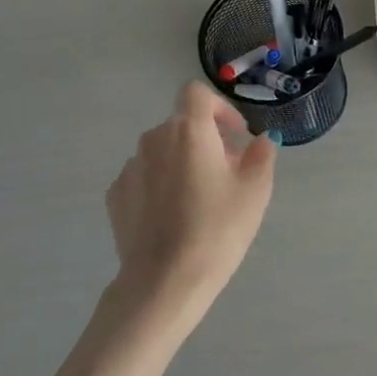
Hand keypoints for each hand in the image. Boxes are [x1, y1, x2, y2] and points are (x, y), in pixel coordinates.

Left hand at [104, 82, 279, 328]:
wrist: (165, 281)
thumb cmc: (217, 229)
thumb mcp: (255, 191)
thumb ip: (261, 155)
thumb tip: (260, 140)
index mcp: (189, 131)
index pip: (197, 93)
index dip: (220, 107)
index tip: (236, 134)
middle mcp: (154, 140)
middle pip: (181, 125)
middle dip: (206, 140)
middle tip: (226, 174)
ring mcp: (130, 168)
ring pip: (162, 152)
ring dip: (181, 163)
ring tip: (198, 200)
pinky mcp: (115, 196)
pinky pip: (144, 178)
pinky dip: (160, 185)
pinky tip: (172, 218)